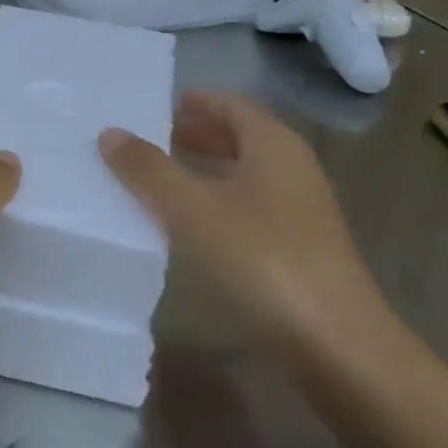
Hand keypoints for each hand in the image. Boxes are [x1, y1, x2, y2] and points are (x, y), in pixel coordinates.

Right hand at [99, 92, 393, 359]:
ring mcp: (298, 211)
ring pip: (241, 174)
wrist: (336, 345)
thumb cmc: (261, 259)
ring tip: (156, 175)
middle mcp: (292, 169)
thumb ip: (148, 168)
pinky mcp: (297, 249)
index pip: (229, 105)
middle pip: (237, 137)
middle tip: (144, 136)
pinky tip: (186, 223)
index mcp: (274, 146)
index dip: (192, 101)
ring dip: (200, 169)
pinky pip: (245, 207)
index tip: (150, 103)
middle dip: (192, 134)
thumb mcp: (191, 209)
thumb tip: (110, 132)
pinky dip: (213, 201)